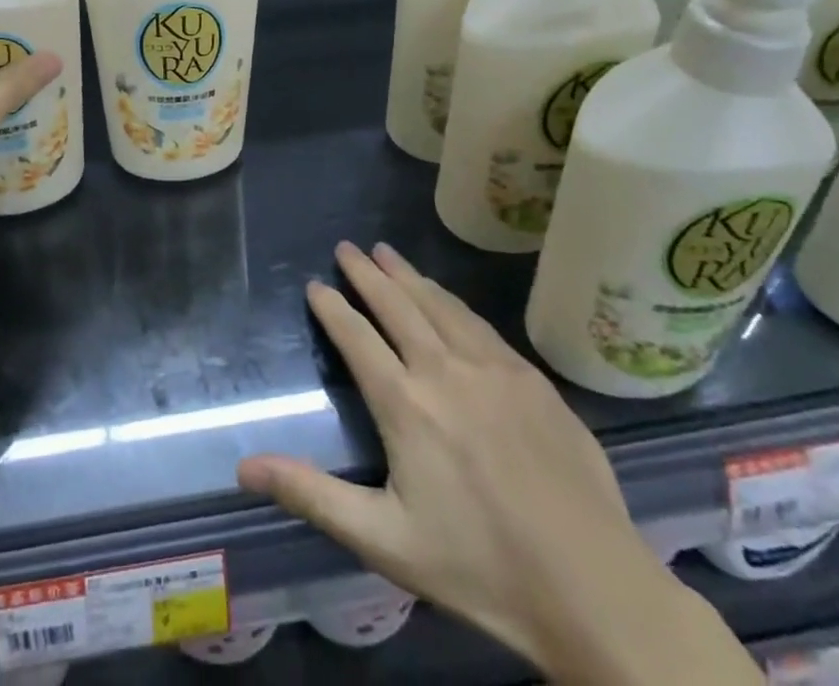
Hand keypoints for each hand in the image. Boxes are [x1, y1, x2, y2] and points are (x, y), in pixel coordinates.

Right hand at [239, 243, 750, 681]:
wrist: (595, 590)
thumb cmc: (480, 568)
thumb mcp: (383, 541)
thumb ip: (312, 495)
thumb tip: (243, 467)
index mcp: (406, 404)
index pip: (356, 337)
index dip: (332, 307)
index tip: (316, 284)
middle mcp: (445, 370)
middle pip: (397, 305)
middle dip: (367, 273)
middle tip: (347, 247)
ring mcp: (494, 369)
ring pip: (439, 304)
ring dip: (408, 275)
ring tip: (386, 252)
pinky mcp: (532, 379)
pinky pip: (480, 324)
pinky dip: (451, 300)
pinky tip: (447, 297)